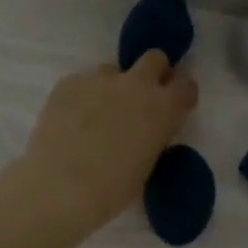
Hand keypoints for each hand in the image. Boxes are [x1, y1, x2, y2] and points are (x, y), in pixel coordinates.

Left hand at [21, 52, 199, 230]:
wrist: (62, 187)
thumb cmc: (113, 188)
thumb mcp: (148, 163)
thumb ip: (154, 136)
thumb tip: (149, 128)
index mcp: (163, 107)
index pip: (186, 85)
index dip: (181, 93)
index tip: (174, 105)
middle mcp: (136, 84)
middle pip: (154, 58)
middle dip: (152, 72)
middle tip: (141, 97)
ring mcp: (99, 79)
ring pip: (112, 70)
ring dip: (112, 86)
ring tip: (97, 115)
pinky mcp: (68, 82)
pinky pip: (83, 82)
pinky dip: (82, 96)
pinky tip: (71, 121)